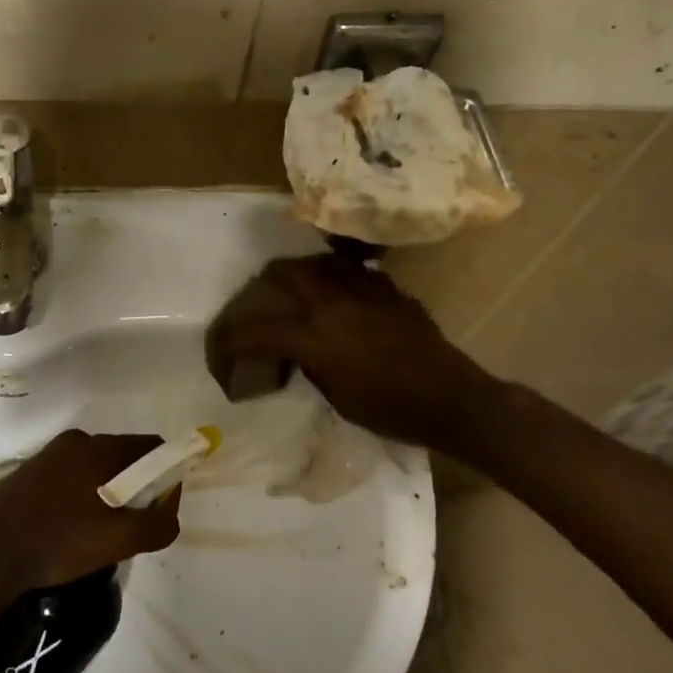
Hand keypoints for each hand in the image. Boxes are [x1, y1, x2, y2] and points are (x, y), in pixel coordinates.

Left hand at [0, 429, 181, 593]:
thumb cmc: (59, 540)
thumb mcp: (119, 540)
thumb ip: (157, 524)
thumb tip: (170, 512)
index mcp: (99, 447)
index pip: (150, 447)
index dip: (165, 473)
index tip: (162, 506)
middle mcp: (74, 442)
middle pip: (121, 458)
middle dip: (135, 487)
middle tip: (133, 525)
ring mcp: (46, 457)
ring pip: (92, 470)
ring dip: (105, 494)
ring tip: (100, 534)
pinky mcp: (25, 475)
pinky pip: (67, 480)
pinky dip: (78, 499)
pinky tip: (69, 531)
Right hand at [204, 255, 495, 447]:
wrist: (449, 398)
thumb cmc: (389, 409)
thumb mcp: (335, 394)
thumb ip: (309, 362)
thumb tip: (298, 349)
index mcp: (311, 334)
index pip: (255, 329)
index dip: (230, 340)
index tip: (222, 352)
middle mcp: (330, 301)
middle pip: (282, 274)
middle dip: (262, 287)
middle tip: (258, 302)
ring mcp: (361, 289)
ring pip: (316, 263)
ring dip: (297, 273)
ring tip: (294, 289)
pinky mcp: (386, 289)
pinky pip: (350, 271)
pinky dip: (334, 277)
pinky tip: (337, 294)